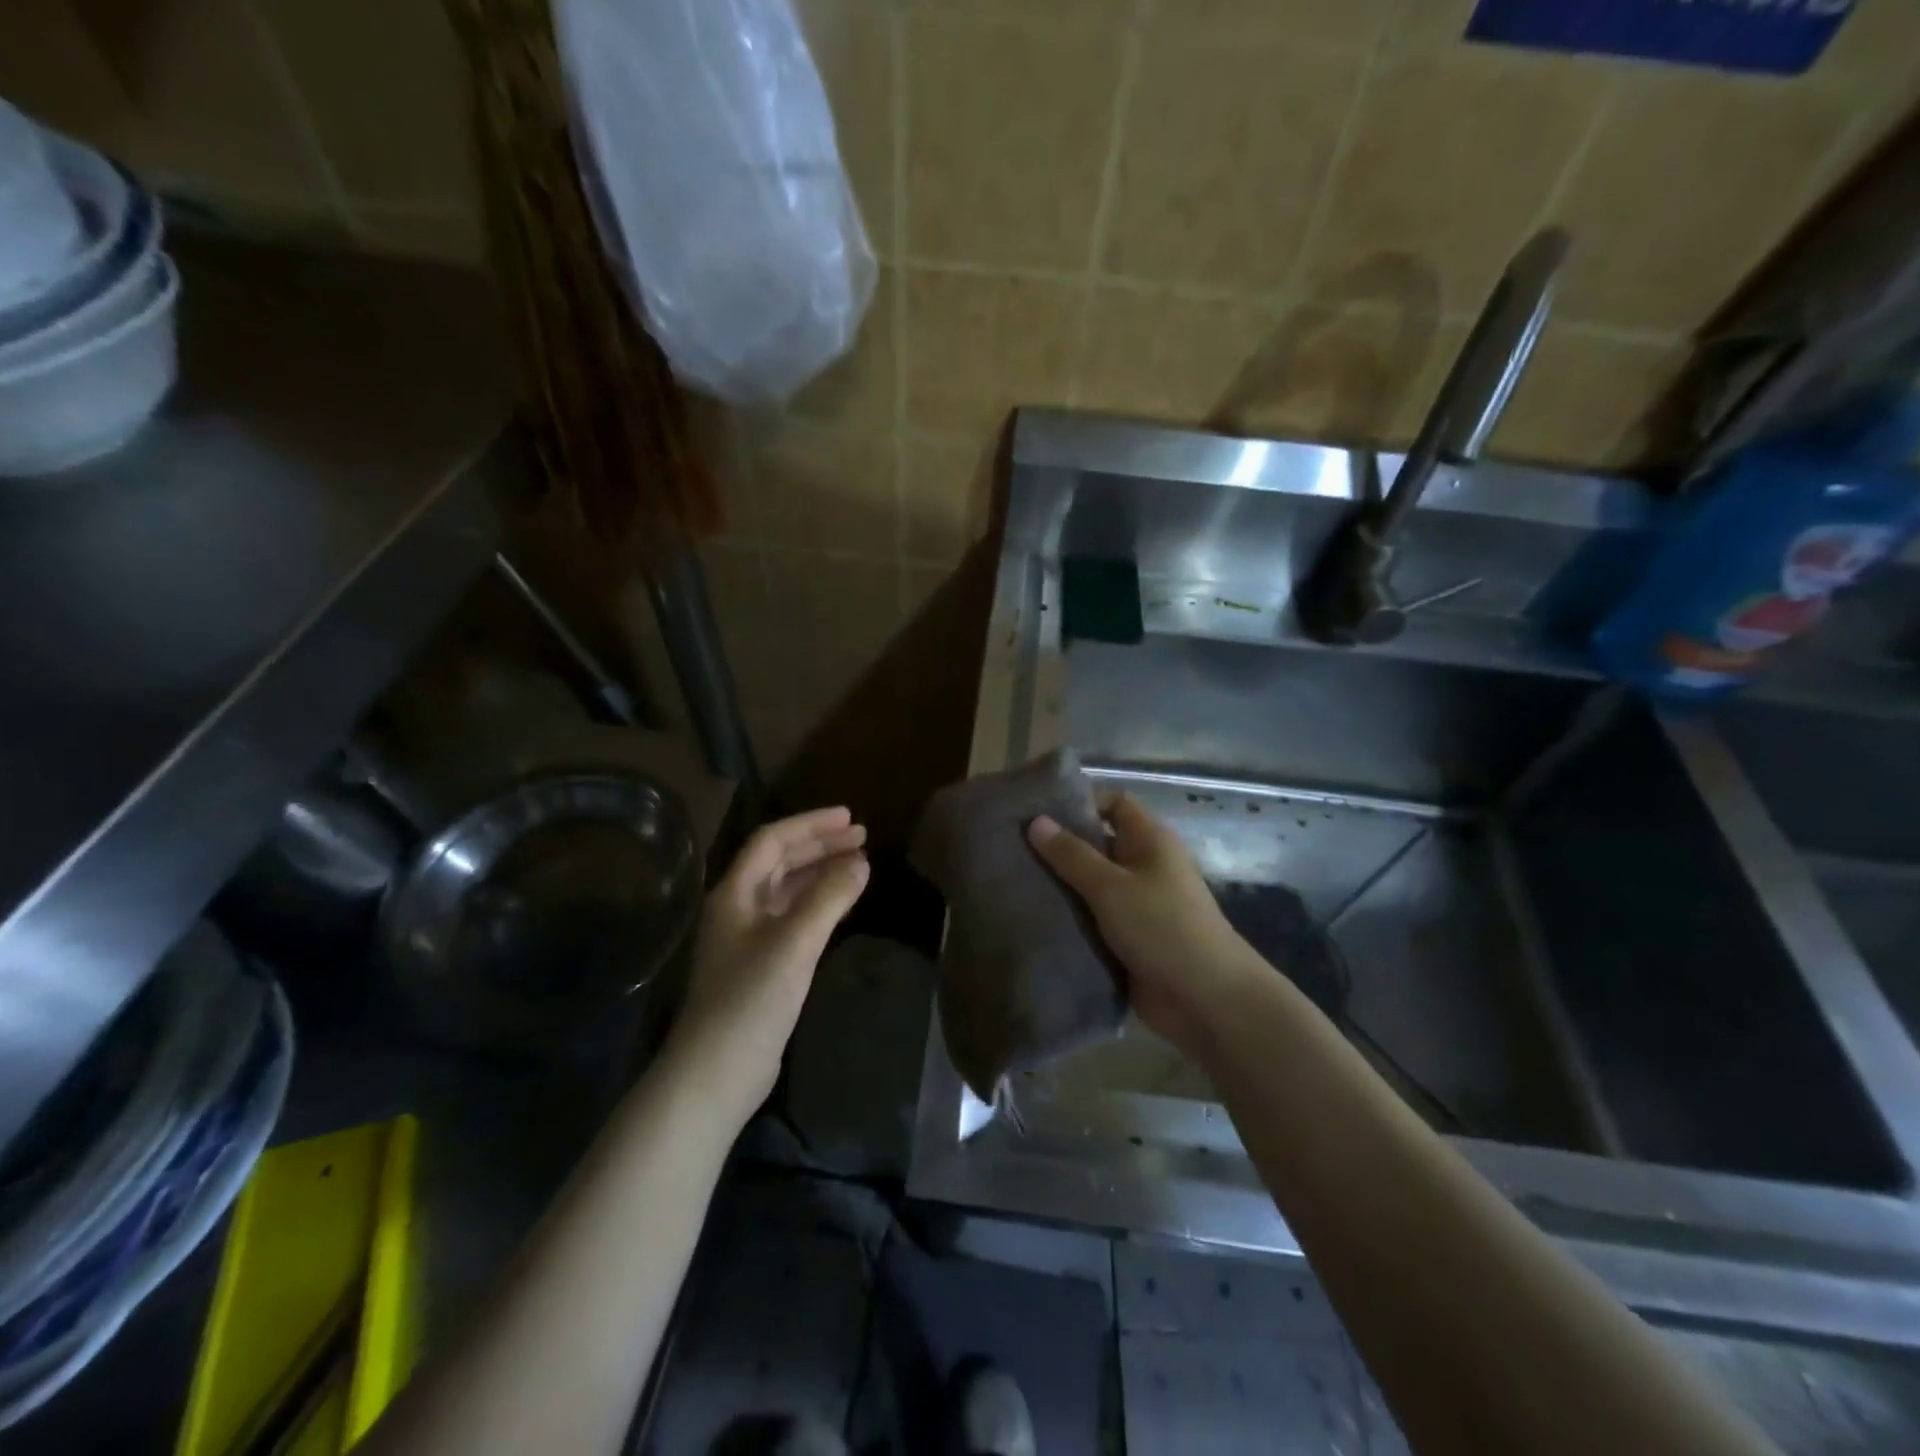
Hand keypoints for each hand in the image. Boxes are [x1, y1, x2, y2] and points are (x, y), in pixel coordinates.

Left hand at [671, 807, 869, 1123]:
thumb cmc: (751, 999)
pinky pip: (792, 916)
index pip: (773, 840)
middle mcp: (738, 907)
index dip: (811, 824)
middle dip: (819, 845)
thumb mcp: (794, 942)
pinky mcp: (760, 963)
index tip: (850, 818)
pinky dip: (818, 902)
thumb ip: (829, 897)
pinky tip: (840, 904)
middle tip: (862, 838)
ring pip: (787, 889)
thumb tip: (862, 863)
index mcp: (735, 893)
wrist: (716, 1072)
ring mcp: (747, 937)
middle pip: (779, 861)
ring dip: (820, 872)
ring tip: (858, 864)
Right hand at [1028, 793, 1258, 1057]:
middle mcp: (1143, 865)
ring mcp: (1136, 904)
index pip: (1113, 803)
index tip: (1036, 812)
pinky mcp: (1127, 938)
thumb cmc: (1162, 927)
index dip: (1079, 802)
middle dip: (1058, 847)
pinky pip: (1091, 918)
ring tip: (1011, 881)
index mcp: (1149, 840)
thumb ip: (1071, 855)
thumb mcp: (1111, 886)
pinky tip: (1030, 918)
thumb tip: (1035, 821)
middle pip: (1096, 844)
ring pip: (1090, 885)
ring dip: (1059, 886)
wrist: (1205, 1000)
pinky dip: (1068, 918)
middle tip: (1010, 848)